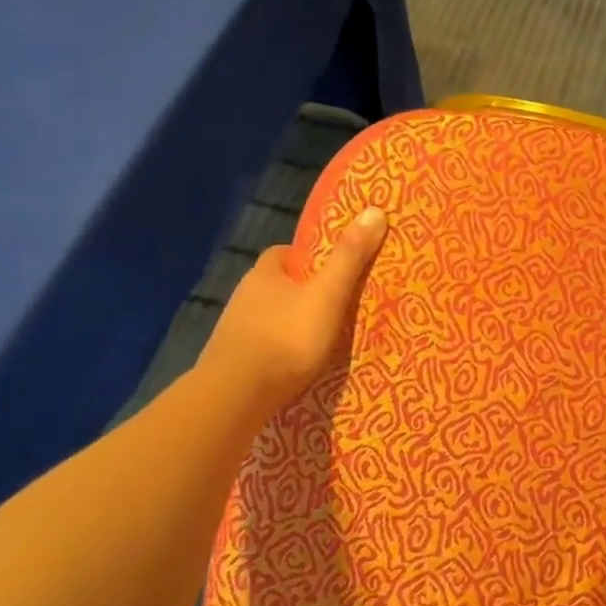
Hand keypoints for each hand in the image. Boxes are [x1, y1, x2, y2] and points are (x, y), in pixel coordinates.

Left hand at [198, 206, 388, 416]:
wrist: (235, 396)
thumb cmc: (286, 338)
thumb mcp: (327, 295)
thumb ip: (349, 258)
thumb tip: (375, 209)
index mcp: (265, 272)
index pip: (286, 253)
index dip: (310, 258)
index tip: (334, 270)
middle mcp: (244, 294)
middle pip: (278, 285)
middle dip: (302, 292)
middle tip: (334, 306)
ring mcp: (234, 329)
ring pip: (269, 316)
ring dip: (289, 323)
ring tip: (320, 338)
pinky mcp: (231, 360)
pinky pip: (261, 346)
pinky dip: (278, 350)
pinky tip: (294, 364)